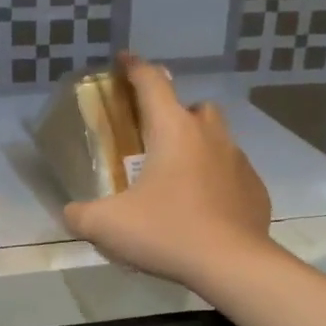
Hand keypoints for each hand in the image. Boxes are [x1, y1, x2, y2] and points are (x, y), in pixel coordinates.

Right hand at [61, 54, 271, 291]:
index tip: (123, 60)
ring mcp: (238, 160)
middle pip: (193, 106)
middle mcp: (209, 135)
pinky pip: (232, 172)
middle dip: (174, 113)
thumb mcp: (108, 226)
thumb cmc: (168, 232)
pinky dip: (216, 179)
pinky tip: (203, 206)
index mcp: (172, 129)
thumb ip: (81, 215)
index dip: (134, 67)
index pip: (151, 81)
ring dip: (197, 145)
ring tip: (178, 176)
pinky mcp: (255, 189)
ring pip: (216, 137)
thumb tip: (71, 212)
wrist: (232, 265)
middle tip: (154, 138)